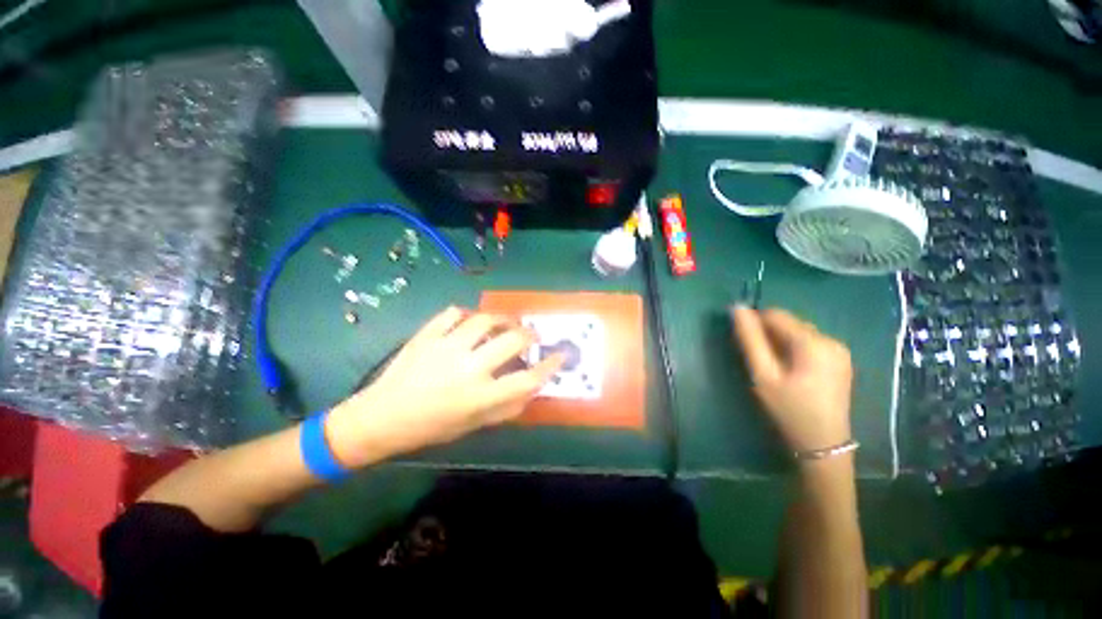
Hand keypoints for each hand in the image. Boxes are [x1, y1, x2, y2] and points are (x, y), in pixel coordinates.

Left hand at [325, 307, 564, 466]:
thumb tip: (531, 388)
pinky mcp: (427, 335)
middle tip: (531, 336)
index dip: (550, 366)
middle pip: (513, 340)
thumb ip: (506, 407)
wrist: (380, 419)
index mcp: (479, 396)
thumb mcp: (472, 426)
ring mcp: (446, 347)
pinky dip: (465, 315)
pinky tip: (468, 322)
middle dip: (530, 335)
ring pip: (485, 320)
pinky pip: (453, 313)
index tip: (561, 355)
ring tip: (505, 324)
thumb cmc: (430, 428)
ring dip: (502, 320)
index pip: (527, 378)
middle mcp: (467, 367)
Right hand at [731, 306, 853, 455]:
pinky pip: (810, 342)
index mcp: (813, 342)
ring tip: (771, 365)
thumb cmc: (788, 409)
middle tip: (756, 358)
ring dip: (780, 340)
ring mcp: (839, 350)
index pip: (776, 315)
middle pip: (789, 322)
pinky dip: (793, 347)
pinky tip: (789, 368)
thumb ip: (749, 340)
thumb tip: (737, 309)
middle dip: (768, 333)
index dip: (754, 321)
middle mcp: (831, 339)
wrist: (822, 444)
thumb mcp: (762, 375)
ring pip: (798, 331)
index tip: (741, 341)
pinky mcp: (840, 360)